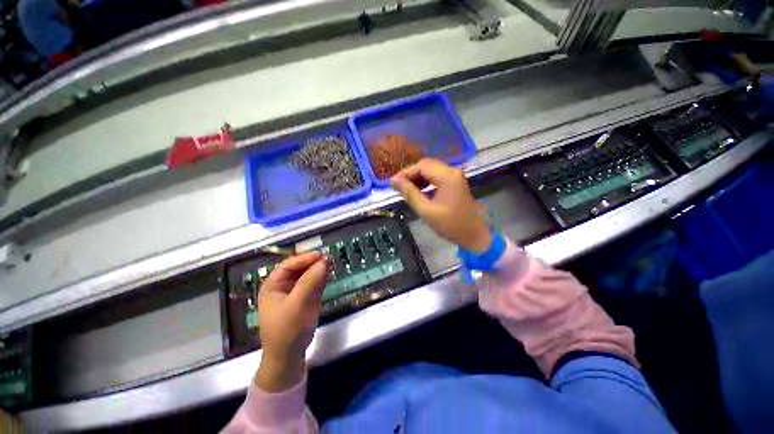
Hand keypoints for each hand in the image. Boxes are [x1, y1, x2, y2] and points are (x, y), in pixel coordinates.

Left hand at [255, 252, 329, 391]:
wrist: (288, 356)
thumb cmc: (287, 330)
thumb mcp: (297, 305)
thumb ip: (310, 282)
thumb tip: (324, 262)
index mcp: (273, 285)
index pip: (289, 265)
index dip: (305, 258)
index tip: (321, 255)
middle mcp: (283, 285)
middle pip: (299, 268)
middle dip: (313, 263)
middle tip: (328, 259)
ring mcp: (295, 291)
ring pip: (308, 274)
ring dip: (319, 269)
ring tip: (331, 264)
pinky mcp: (305, 297)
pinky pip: (314, 283)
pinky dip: (322, 277)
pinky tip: (329, 273)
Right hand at [392, 158, 491, 253]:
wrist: (474, 234)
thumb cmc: (450, 225)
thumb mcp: (426, 211)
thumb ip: (410, 193)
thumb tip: (394, 181)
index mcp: (447, 176)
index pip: (421, 166)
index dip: (405, 173)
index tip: (392, 183)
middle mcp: (452, 171)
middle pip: (426, 165)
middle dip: (410, 174)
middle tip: (398, 186)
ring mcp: (455, 176)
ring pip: (431, 169)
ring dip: (417, 177)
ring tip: (406, 189)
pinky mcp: (455, 182)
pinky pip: (437, 176)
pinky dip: (426, 181)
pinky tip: (418, 190)